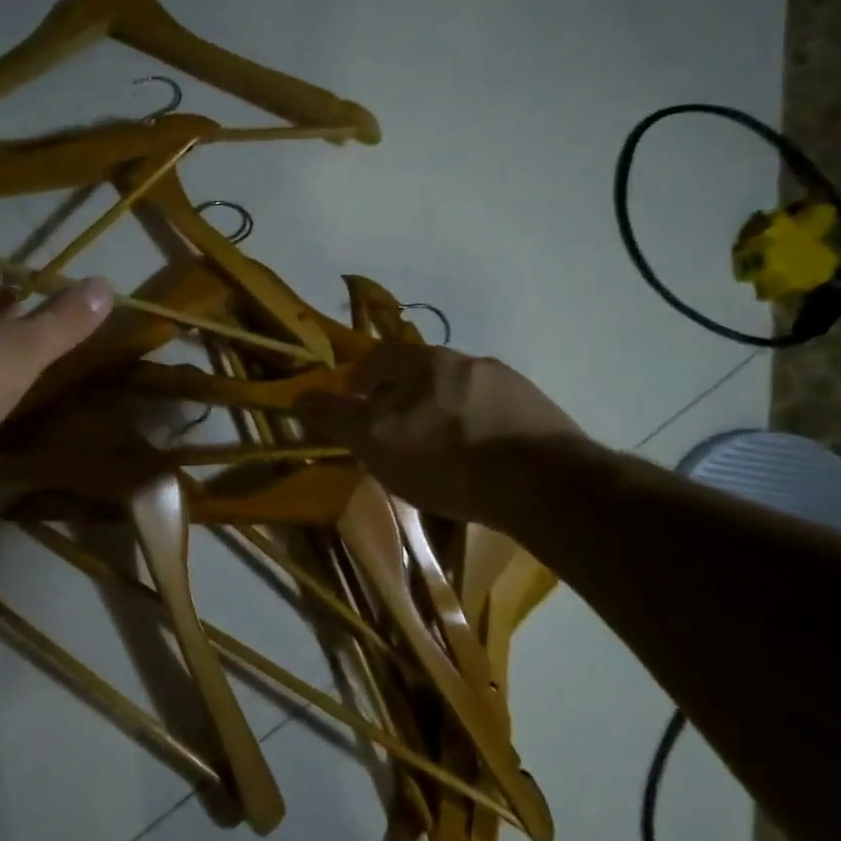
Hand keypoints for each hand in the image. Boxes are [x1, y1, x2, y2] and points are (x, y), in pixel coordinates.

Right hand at [296, 342, 582, 519]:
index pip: (380, 357)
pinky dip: (479, 430)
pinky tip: (480, 461)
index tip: (354, 403)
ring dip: (444, 413)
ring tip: (441, 450)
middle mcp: (468, 361)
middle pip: (423, 373)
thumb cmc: (445, 458)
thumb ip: (336, 416)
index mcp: (425, 362)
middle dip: (404, 397)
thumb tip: (299, 395)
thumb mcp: (375, 441)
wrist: (542, 483)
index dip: (360, 378)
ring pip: (461, 393)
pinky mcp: (540, 414)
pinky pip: (495, 415)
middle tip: (396, 431)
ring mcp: (509, 385)